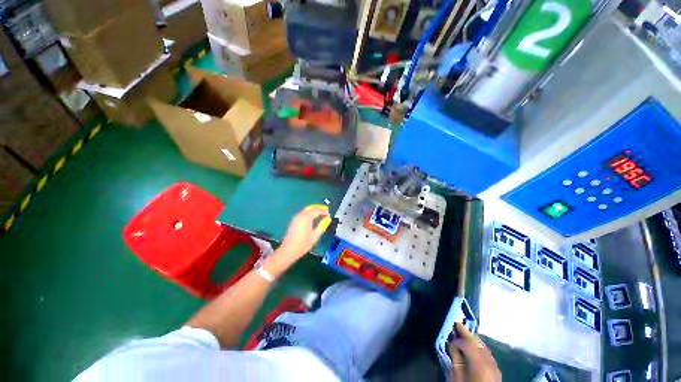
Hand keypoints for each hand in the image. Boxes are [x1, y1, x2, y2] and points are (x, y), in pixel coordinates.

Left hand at [277, 205, 331, 263]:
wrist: (288, 250)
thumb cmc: (303, 244)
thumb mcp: (315, 236)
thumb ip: (322, 226)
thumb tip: (327, 219)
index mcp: (306, 218)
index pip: (317, 211)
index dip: (324, 211)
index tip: (329, 215)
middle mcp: (300, 215)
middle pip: (311, 208)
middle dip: (319, 209)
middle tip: (326, 212)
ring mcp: (296, 217)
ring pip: (307, 210)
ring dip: (314, 211)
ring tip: (321, 215)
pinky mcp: (294, 221)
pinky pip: (303, 213)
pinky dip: (310, 213)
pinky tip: (313, 218)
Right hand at [448, 323, 500, 381]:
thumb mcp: (457, 376)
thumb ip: (455, 359)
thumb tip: (451, 344)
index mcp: (479, 363)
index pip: (468, 343)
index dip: (457, 339)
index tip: (449, 338)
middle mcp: (489, 361)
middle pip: (478, 342)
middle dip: (466, 333)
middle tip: (456, 324)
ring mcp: (495, 364)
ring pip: (483, 346)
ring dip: (473, 339)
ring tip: (463, 334)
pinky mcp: (497, 368)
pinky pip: (487, 353)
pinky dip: (479, 347)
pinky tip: (472, 347)